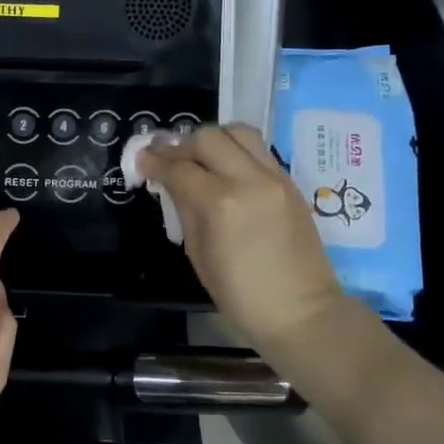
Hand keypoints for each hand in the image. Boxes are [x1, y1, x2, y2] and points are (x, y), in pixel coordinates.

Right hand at [139, 124, 347, 356]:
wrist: (301, 312)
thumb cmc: (240, 295)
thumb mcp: (198, 254)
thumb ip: (184, 209)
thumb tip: (171, 182)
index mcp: (220, 204)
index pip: (179, 168)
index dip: (154, 162)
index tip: (142, 162)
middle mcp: (248, 180)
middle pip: (208, 138)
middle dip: (182, 146)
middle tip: (171, 162)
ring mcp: (274, 178)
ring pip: (238, 132)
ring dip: (213, 140)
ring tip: (202, 159)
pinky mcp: (289, 182)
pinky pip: (258, 150)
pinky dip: (236, 151)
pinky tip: (225, 170)